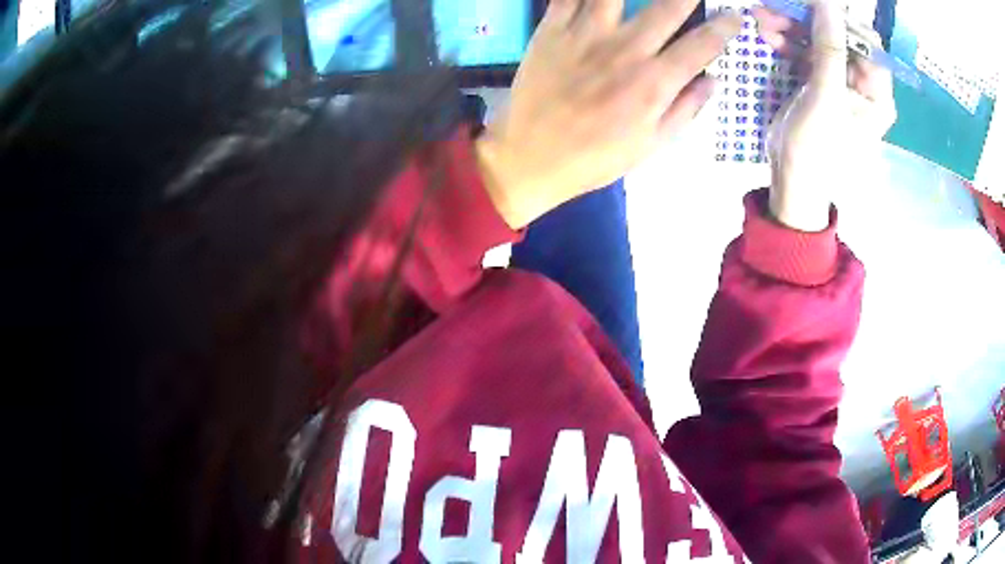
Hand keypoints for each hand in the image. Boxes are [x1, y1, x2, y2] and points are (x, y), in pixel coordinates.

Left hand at [477, 0, 742, 227]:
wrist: (530, 157)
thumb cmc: (595, 157)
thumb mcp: (650, 145)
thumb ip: (686, 110)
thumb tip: (712, 79)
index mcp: (654, 82)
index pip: (702, 45)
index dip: (724, 27)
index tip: (735, 17)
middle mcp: (626, 50)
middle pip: (666, 7)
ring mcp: (586, 35)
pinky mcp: (552, 30)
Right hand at [754, 0, 896, 231]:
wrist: (793, 180)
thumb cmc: (817, 148)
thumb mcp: (826, 98)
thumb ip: (830, 50)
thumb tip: (829, 3)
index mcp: (876, 93)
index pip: (866, 42)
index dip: (840, 21)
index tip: (810, 8)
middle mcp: (862, 83)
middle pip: (839, 36)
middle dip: (808, 21)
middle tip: (774, 10)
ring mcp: (839, 81)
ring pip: (818, 40)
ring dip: (791, 27)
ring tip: (762, 19)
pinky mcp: (818, 81)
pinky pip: (804, 51)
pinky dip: (786, 41)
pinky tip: (766, 35)